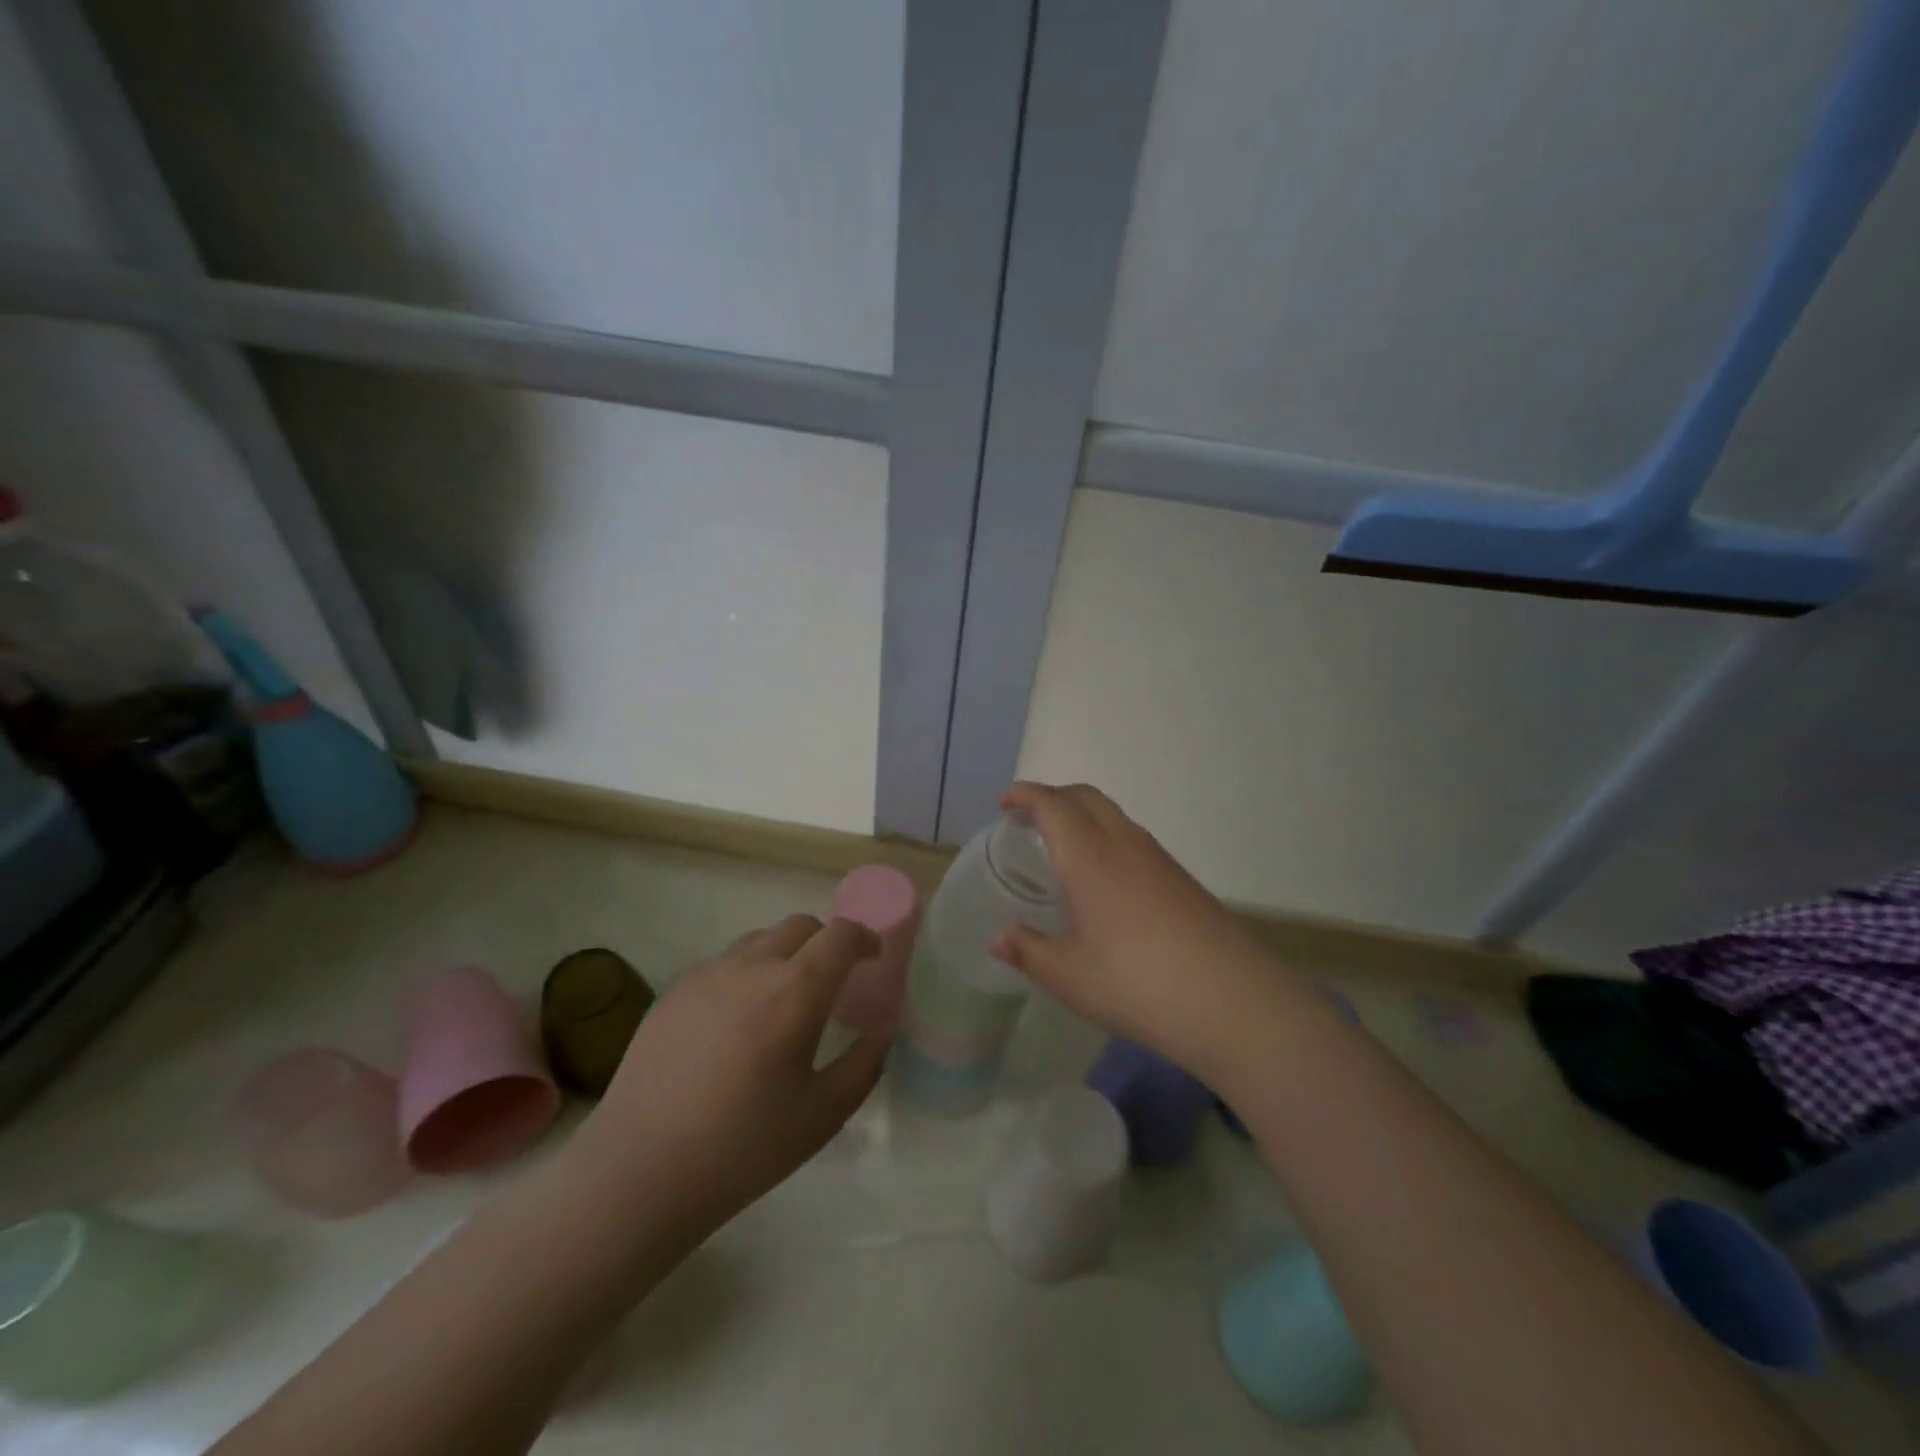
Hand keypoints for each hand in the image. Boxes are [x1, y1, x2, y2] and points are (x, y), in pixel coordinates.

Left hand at [571, 914, 890, 1238]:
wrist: (639, 1171)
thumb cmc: (743, 1147)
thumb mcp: (823, 1115)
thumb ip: (863, 1065)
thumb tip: (880, 1032)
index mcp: (795, 990)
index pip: (840, 935)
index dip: (863, 938)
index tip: (872, 958)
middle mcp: (752, 967)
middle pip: (800, 925)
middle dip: (825, 942)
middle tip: (831, 982)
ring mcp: (707, 975)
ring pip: (759, 940)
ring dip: (784, 955)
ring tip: (781, 1003)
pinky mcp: (673, 992)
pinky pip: (723, 965)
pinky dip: (745, 975)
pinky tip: (734, 1025)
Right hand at [989, 783, 1279, 1078]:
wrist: (1230, 999)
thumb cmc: (1135, 982)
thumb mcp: (1068, 975)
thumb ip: (1027, 951)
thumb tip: (997, 937)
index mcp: (1087, 855)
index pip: (1051, 804)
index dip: (1025, 794)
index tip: (1004, 802)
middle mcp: (1122, 842)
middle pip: (1084, 796)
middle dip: (1052, 796)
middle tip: (1028, 818)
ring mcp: (1156, 857)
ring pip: (1112, 814)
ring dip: (1081, 815)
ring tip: (1061, 846)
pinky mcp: (1179, 876)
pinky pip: (1131, 837)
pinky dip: (1105, 836)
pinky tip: (1102, 878)